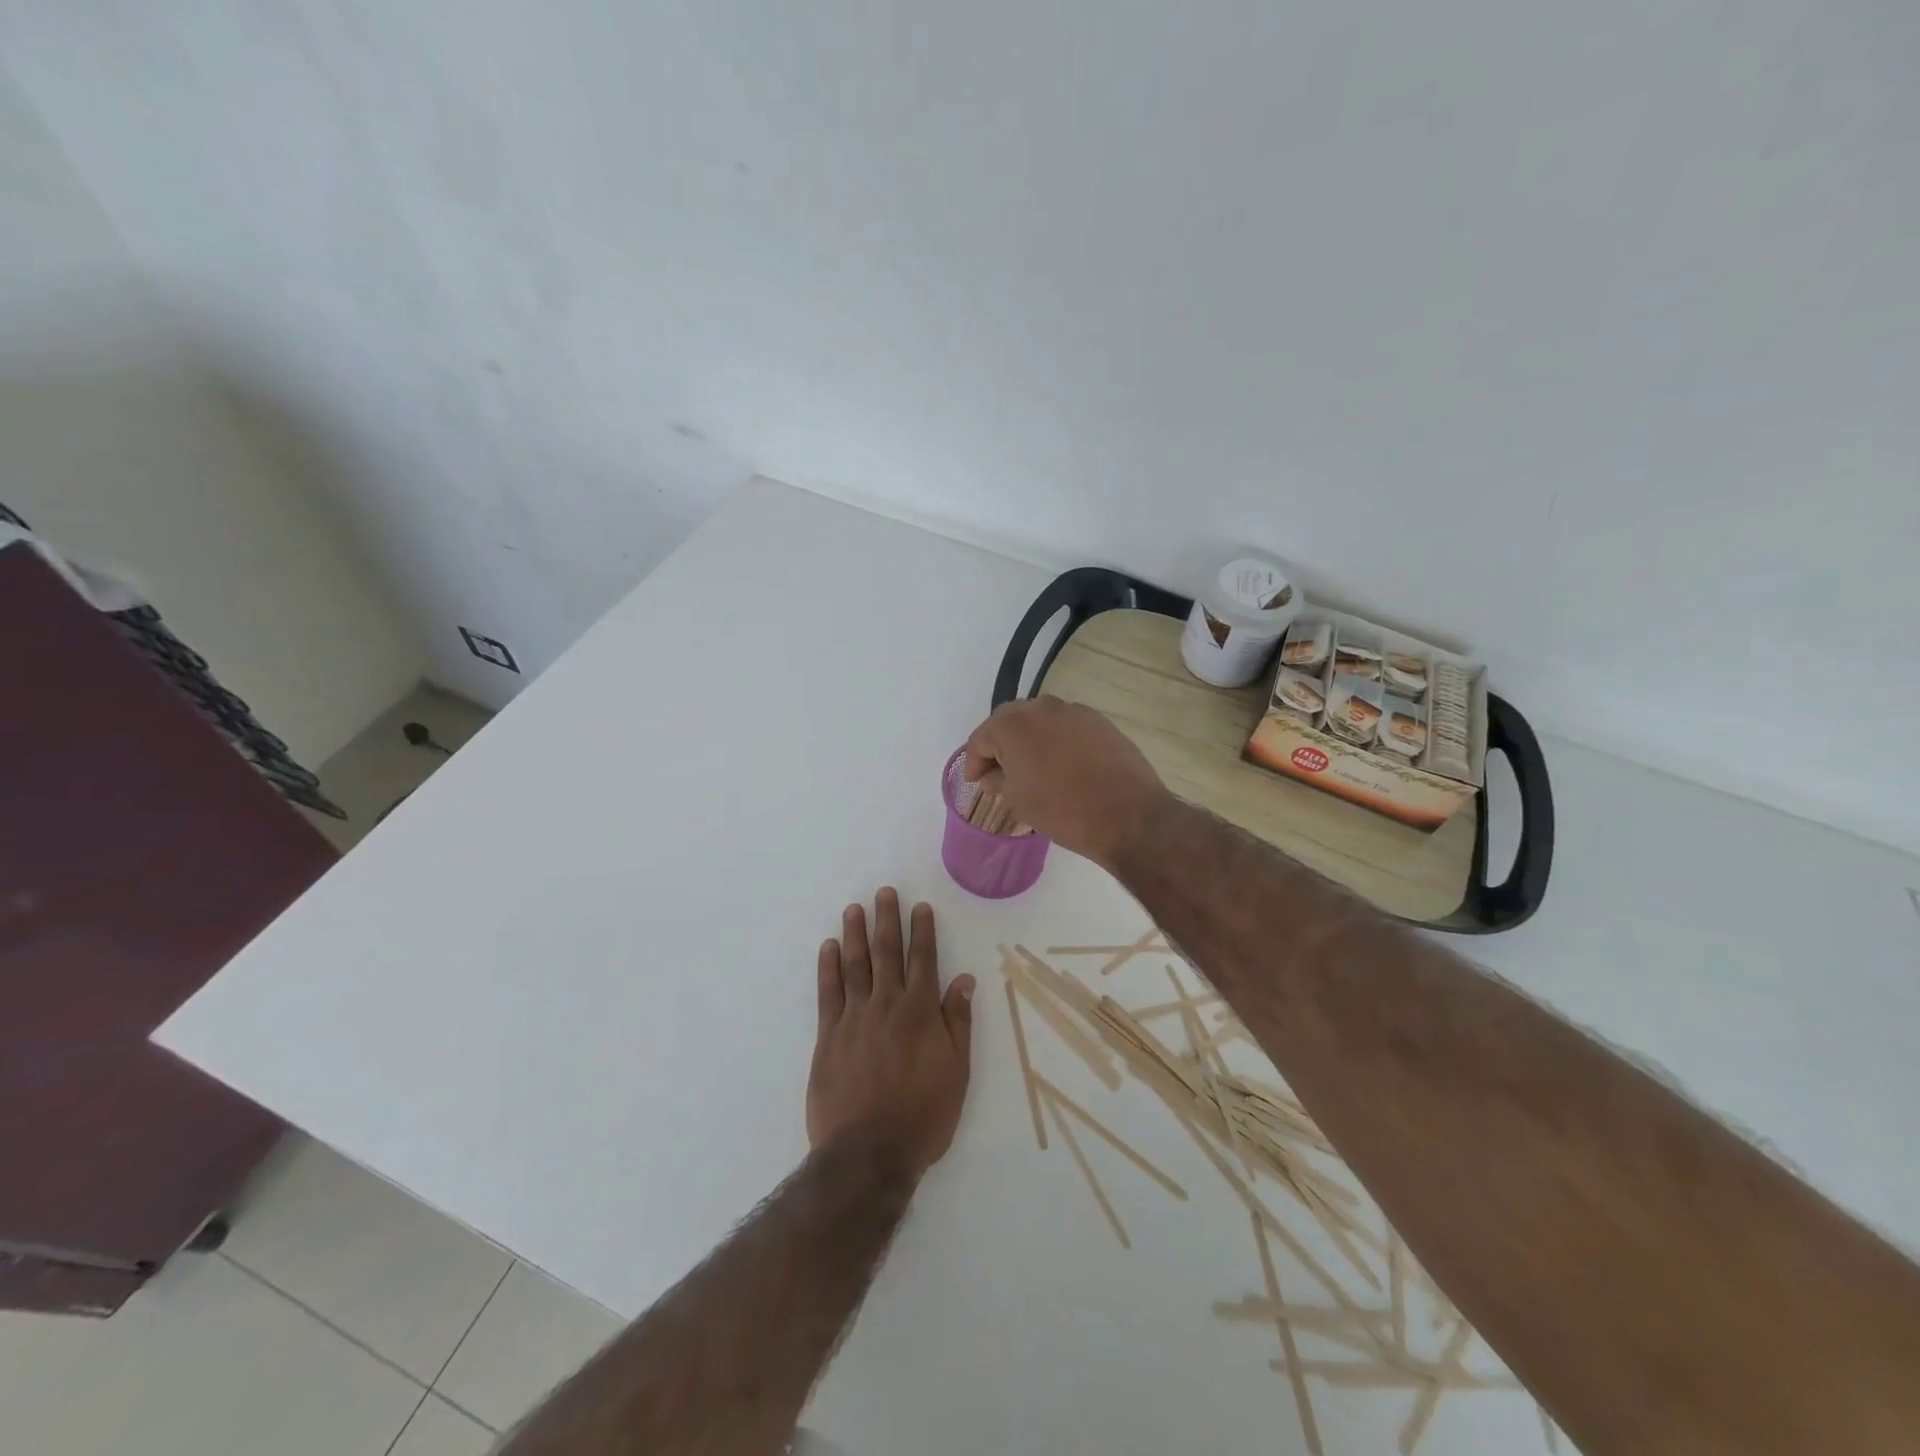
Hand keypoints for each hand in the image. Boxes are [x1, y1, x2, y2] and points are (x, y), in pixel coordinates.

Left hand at [808, 889, 975, 1177]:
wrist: (868, 1154)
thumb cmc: (923, 1116)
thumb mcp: (957, 1073)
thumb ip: (958, 1022)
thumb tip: (964, 980)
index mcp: (921, 1012)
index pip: (923, 960)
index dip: (922, 931)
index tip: (920, 907)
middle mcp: (887, 1005)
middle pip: (887, 953)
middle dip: (887, 920)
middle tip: (884, 892)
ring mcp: (854, 1018)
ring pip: (856, 965)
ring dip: (855, 934)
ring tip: (855, 909)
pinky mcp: (828, 1036)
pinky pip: (828, 993)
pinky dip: (828, 967)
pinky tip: (829, 948)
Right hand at [963, 698, 1169, 866]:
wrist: (1128, 816)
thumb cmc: (1062, 810)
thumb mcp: (1018, 800)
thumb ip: (997, 779)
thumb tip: (993, 773)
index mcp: (1013, 724)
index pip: (981, 738)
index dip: (974, 761)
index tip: (976, 781)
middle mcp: (1042, 707)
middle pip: (1010, 721)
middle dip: (1000, 745)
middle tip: (999, 772)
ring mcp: (1074, 711)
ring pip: (1041, 721)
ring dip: (1030, 740)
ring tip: (1032, 769)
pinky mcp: (1100, 722)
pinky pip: (1067, 727)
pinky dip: (1057, 741)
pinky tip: (1063, 766)